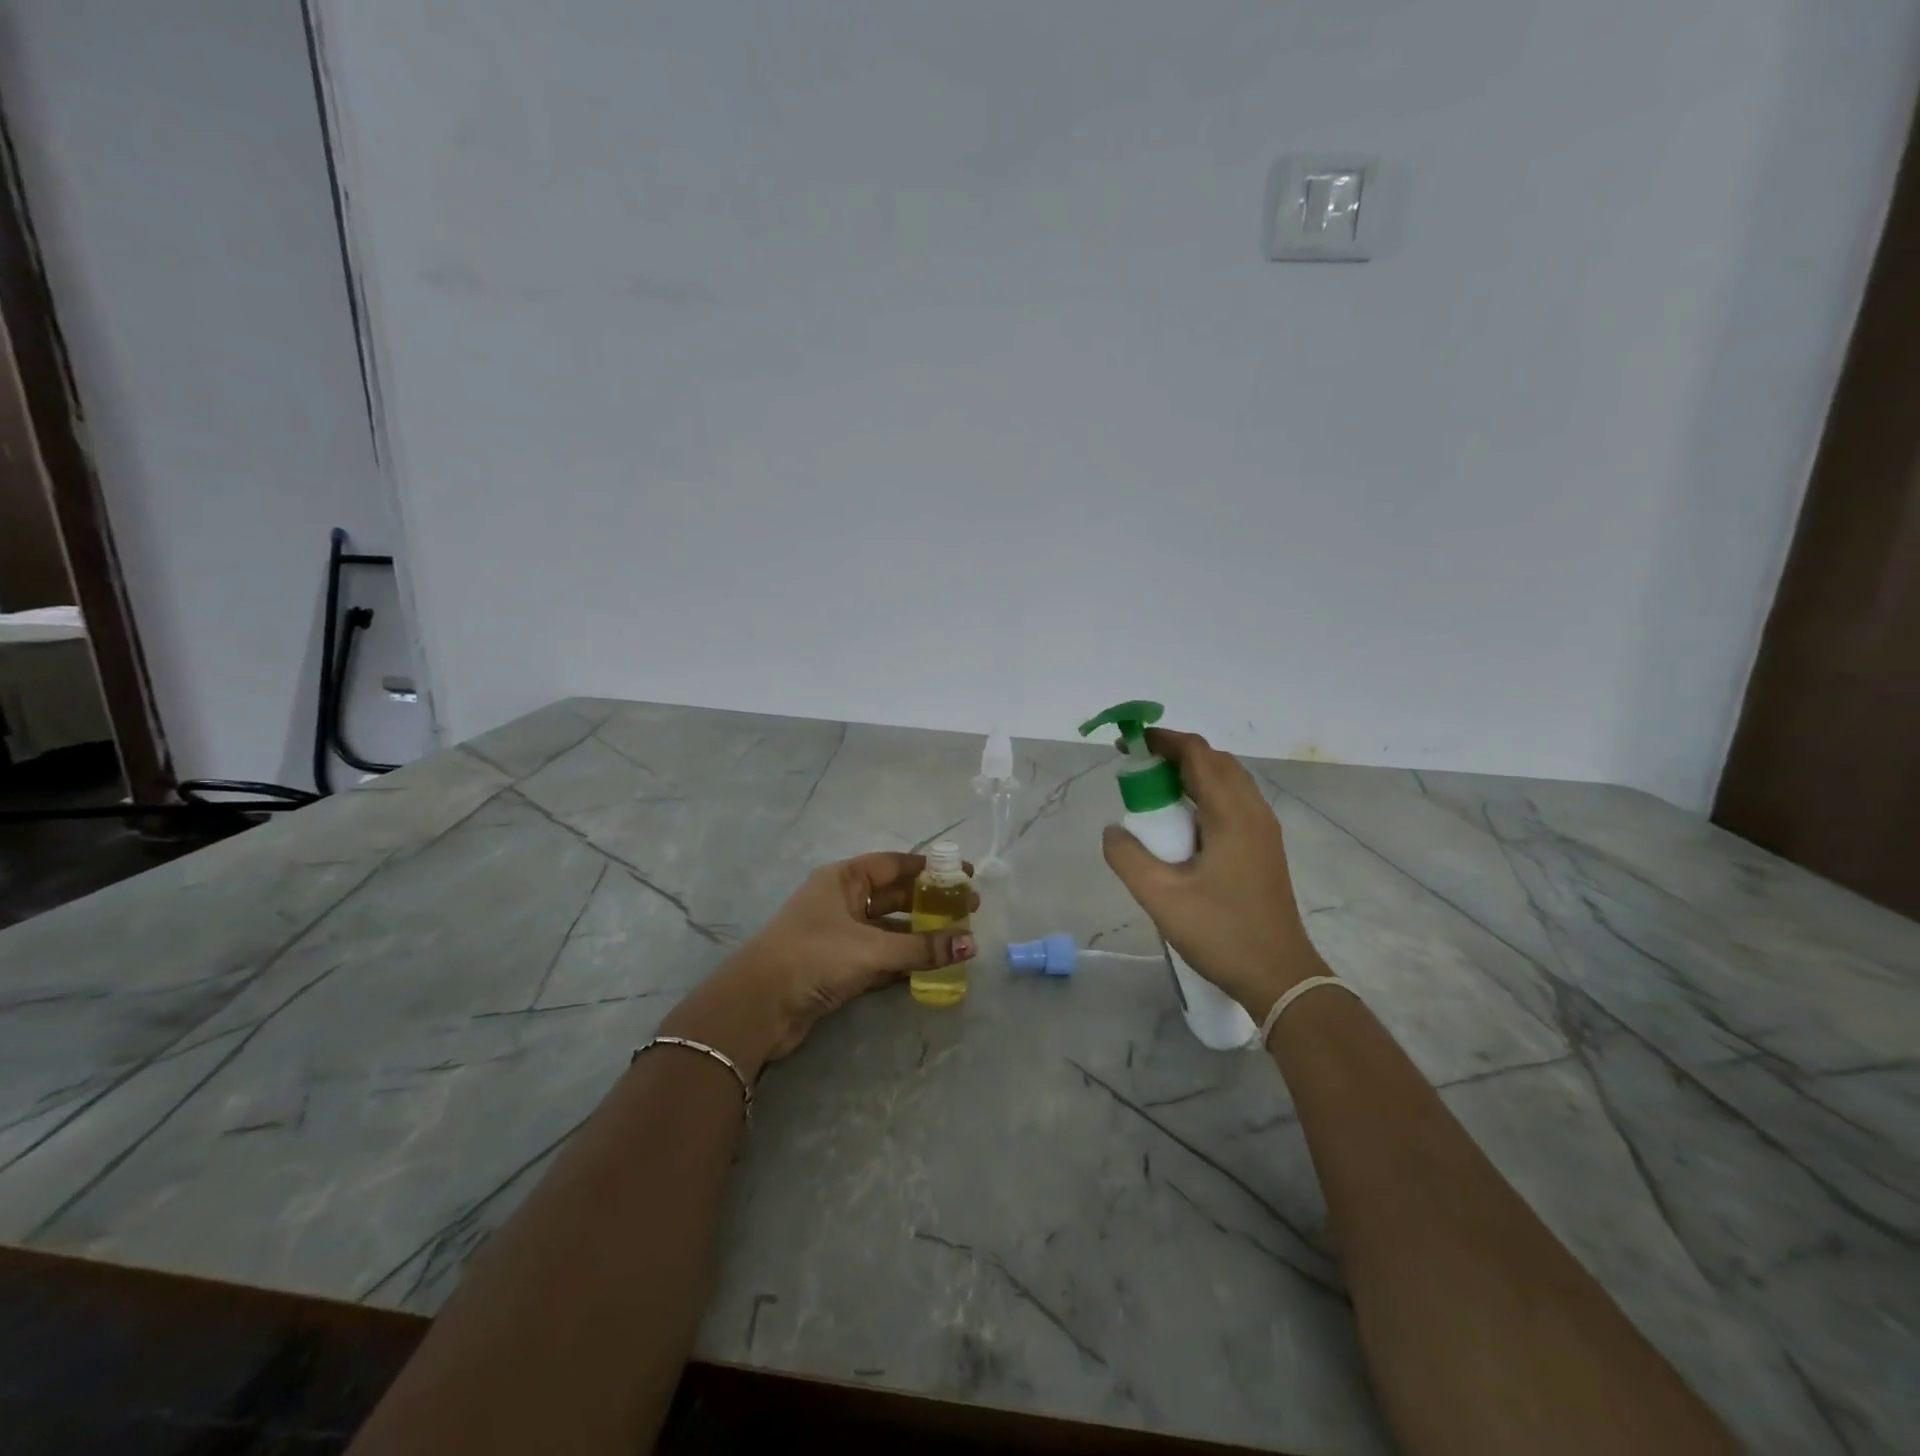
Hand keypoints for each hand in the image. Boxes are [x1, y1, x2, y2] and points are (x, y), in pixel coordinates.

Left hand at [661, 852, 978, 1074]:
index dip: (930, 868)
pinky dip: (905, 959)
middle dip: (930, 902)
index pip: (895, 864)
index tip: (965, 874)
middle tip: (969, 910)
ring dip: (920, 933)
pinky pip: (881, 956)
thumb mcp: (871, 948)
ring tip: (958, 939)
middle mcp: (842, 900)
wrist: (757, 1007)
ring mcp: (839, 934)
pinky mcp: (838, 966)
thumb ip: (921, 947)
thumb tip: (969, 944)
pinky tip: (932, 966)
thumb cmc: (813, 956)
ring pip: (889, 928)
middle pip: (895, 895)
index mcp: (843, 879)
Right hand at [1101, 728, 1322, 1016]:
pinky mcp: (1264, 848)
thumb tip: (1114, 829)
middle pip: (1215, 761)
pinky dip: (1204, 796)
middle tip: (1138, 769)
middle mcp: (1253, 811)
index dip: (1163, 740)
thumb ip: (1127, 855)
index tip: (1130, 743)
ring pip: (1227, 782)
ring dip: (1192, 775)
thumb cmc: (1220, 932)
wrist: (1279, 976)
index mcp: (1231, 813)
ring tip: (1155, 794)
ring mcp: (1264, 830)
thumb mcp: (1160, 896)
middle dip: (1175, 755)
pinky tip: (1183, 825)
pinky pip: (1233, 803)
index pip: (1198, 754)